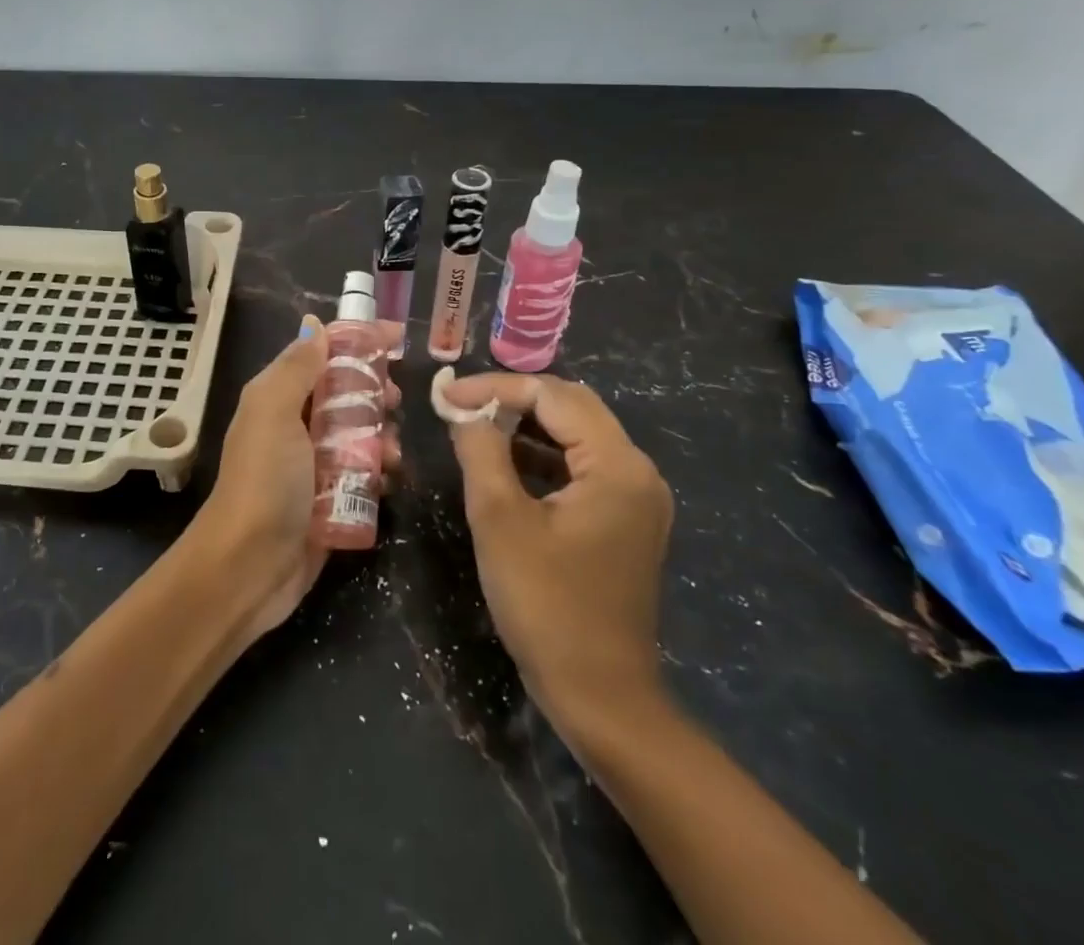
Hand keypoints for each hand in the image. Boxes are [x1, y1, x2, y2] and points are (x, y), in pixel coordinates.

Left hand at [196, 317, 401, 640]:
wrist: (249, 567)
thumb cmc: (264, 481)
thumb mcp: (274, 412)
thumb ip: (296, 368)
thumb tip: (315, 326)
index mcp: (277, 397)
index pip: (321, 355)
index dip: (358, 343)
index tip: (398, 339)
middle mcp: (294, 425)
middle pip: (345, 393)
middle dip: (375, 393)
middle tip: (396, 401)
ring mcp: (312, 464)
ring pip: (359, 434)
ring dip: (382, 436)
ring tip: (392, 454)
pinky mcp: (329, 499)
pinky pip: (362, 473)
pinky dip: (379, 472)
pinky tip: (388, 481)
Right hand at [443, 372, 672, 724]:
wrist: (600, 696)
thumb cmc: (547, 606)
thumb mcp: (500, 520)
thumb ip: (480, 450)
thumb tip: (462, 408)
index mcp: (617, 465)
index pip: (553, 396)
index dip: (495, 387)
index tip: (445, 393)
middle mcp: (637, 471)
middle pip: (571, 407)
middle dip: (512, 399)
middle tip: (460, 404)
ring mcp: (636, 497)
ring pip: (576, 435)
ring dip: (525, 425)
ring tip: (474, 425)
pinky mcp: (625, 519)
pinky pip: (581, 466)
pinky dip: (541, 455)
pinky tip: (504, 462)